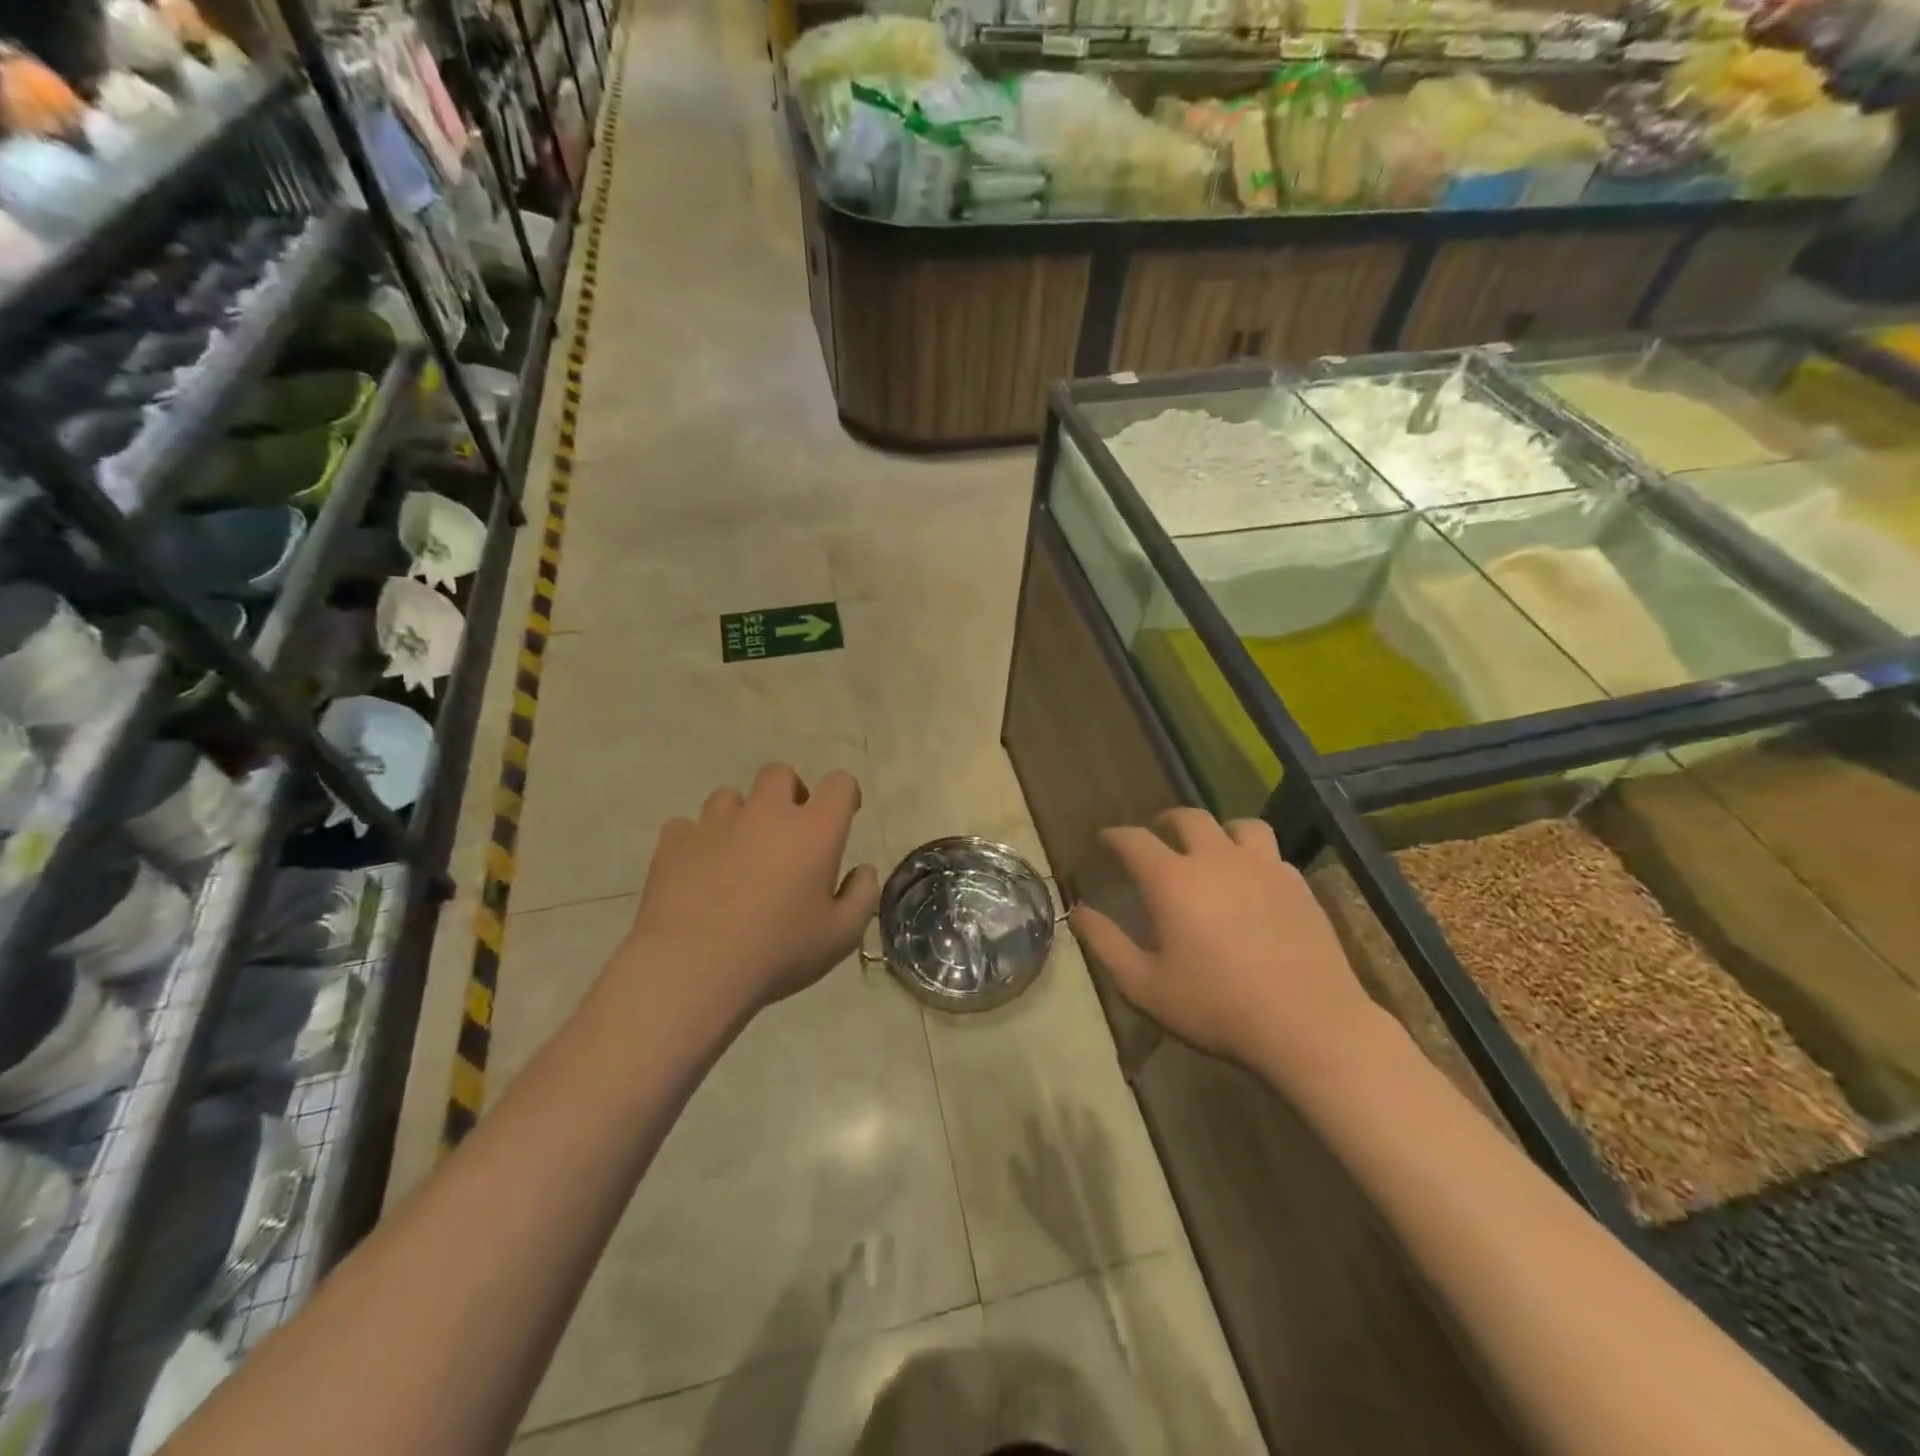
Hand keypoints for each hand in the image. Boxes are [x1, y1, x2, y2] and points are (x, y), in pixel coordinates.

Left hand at [618, 764, 879, 1025]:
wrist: (693, 969)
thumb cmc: (778, 952)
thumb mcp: (841, 936)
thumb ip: (862, 896)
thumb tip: (863, 870)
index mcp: (814, 830)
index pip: (839, 783)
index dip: (844, 794)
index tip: (843, 815)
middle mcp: (766, 813)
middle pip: (779, 774)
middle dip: (788, 793)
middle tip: (788, 832)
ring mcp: (716, 823)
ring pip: (730, 797)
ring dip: (740, 816)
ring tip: (738, 854)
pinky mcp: (675, 841)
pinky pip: (687, 828)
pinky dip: (697, 843)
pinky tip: (697, 873)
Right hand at [1070, 809, 1374, 1069]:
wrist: (1308, 1025)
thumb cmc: (1216, 1007)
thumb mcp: (1144, 986)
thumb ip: (1105, 944)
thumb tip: (1077, 911)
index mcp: (1171, 880)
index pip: (1134, 839)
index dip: (1114, 836)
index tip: (1105, 840)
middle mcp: (1215, 859)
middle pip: (1188, 818)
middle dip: (1165, 822)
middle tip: (1157, 836)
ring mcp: (1262, 867)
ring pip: (1238, 825)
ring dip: (1218, 831)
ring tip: (1213, 849)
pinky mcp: (1297, 883)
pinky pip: (1270, 853)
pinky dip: (1254, 857)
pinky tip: (1253, 883)